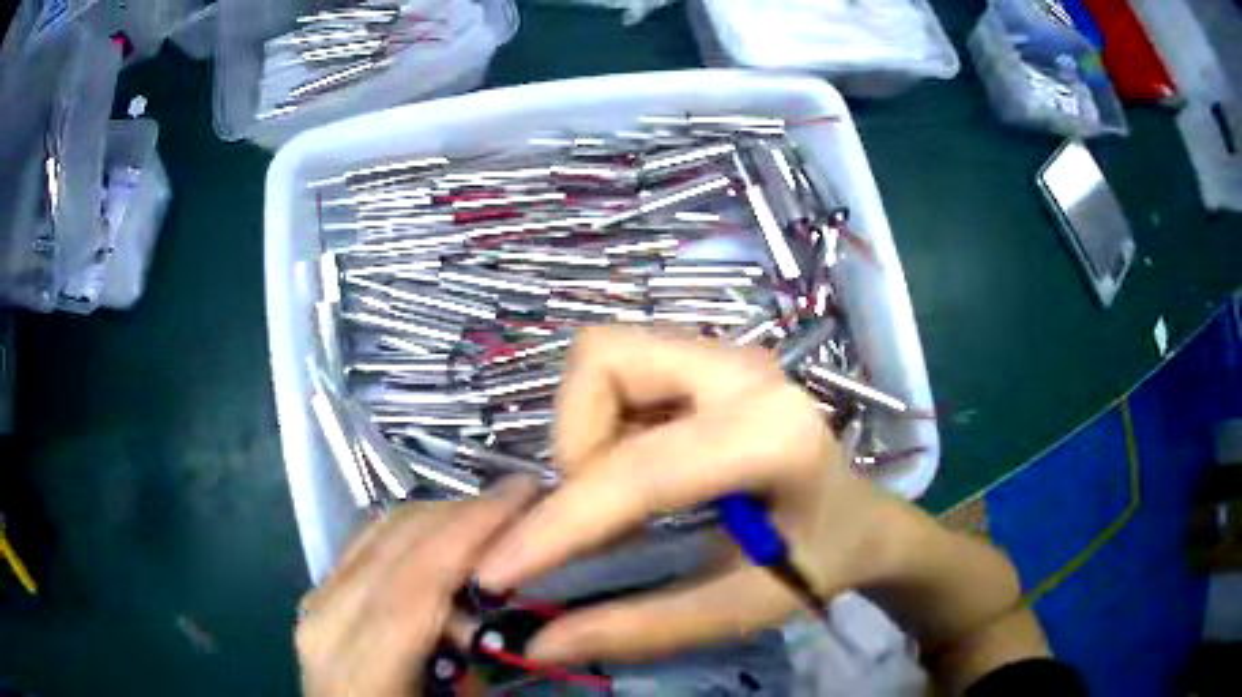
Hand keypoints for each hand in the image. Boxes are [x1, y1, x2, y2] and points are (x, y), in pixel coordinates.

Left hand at [296, 477, 539, 696]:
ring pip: (377, 534)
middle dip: (461, 514)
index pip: (413, 587)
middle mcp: (325, 623)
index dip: (467, 534)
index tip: (523, 497)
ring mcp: (315, 603)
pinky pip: (366, 543)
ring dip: (439, 518)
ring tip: (491, 518)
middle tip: (520, 502)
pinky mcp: (319, 594)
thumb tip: (491, 610)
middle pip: (392, 546)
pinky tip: (445, 537)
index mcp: (357, 670)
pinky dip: (411, 530)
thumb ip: (475, 668)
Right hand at [474, 326, 892, 664]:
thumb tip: (540, 643)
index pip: (638, 472)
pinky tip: (640, 469)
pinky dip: (604, 422)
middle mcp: (745, 371)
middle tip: (598, 515)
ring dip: (586, 432)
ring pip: (604, 358)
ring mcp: (727, 354)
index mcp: (772, 436)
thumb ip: (642, 627)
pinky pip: (621, 370)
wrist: (861, 518)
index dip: (556, 526)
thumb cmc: (819, 562)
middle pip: (602, 361)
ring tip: (622, 496)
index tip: (497, 572)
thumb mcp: (739, 608)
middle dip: (573, 445)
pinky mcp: (709, 359)